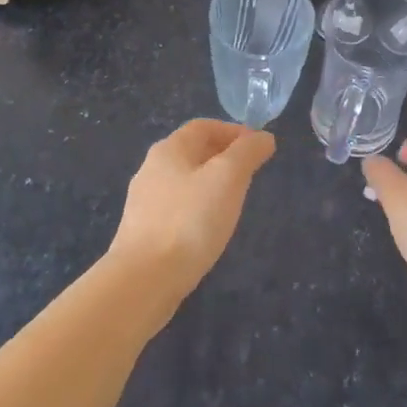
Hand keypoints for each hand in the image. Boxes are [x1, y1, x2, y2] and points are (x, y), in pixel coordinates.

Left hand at [109, 120, 274, 301]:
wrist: (144, 279)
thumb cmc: (190, 221)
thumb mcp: (227, 178)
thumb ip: (247, 152)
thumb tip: (263, 137)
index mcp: (169, 149)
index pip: (204, 127)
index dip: (233, 131)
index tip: (259, 148)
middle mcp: (152, 168)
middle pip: (192, 152)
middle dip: (223, 157)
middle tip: (251, 174)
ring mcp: (144, 202)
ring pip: (184, 181)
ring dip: (210, 183)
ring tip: (234, 202)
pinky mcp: (143, 231)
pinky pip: (176, 208)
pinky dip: (197, 208)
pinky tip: (208, 229)